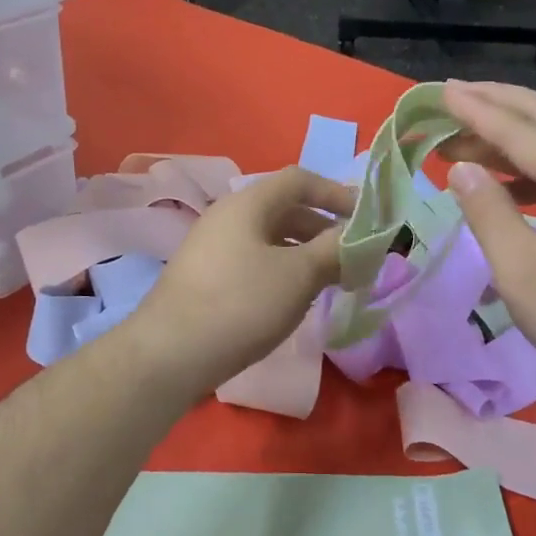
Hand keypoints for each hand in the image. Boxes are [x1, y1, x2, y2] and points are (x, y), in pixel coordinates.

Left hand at [128, 167, 355, 396]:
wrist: (170, 354)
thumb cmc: (241, 304)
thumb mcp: (298, 275)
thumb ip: (334, 250)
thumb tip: (359, 237)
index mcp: (248, 203)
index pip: (300, 180)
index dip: (336, 193)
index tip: (365, 219)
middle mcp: (226, 216)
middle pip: (284, 208)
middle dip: (322, 228)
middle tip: (351, 255)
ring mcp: (211, 247)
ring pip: (268, 238)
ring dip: (303, 252)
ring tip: (328, 279)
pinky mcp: (205, 277)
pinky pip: (253, 260)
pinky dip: (281, 270)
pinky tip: (291, 298)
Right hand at [440, 81, 535, 404]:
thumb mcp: (524, 273)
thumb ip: (489, 214)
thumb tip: (461, 169)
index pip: (520, 130)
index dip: (476, 111)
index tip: (440, 92)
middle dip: (499, 105)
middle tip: (454, 97)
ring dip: (514, 137)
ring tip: (466, 142)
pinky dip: (533, 168)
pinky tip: (508, 184)